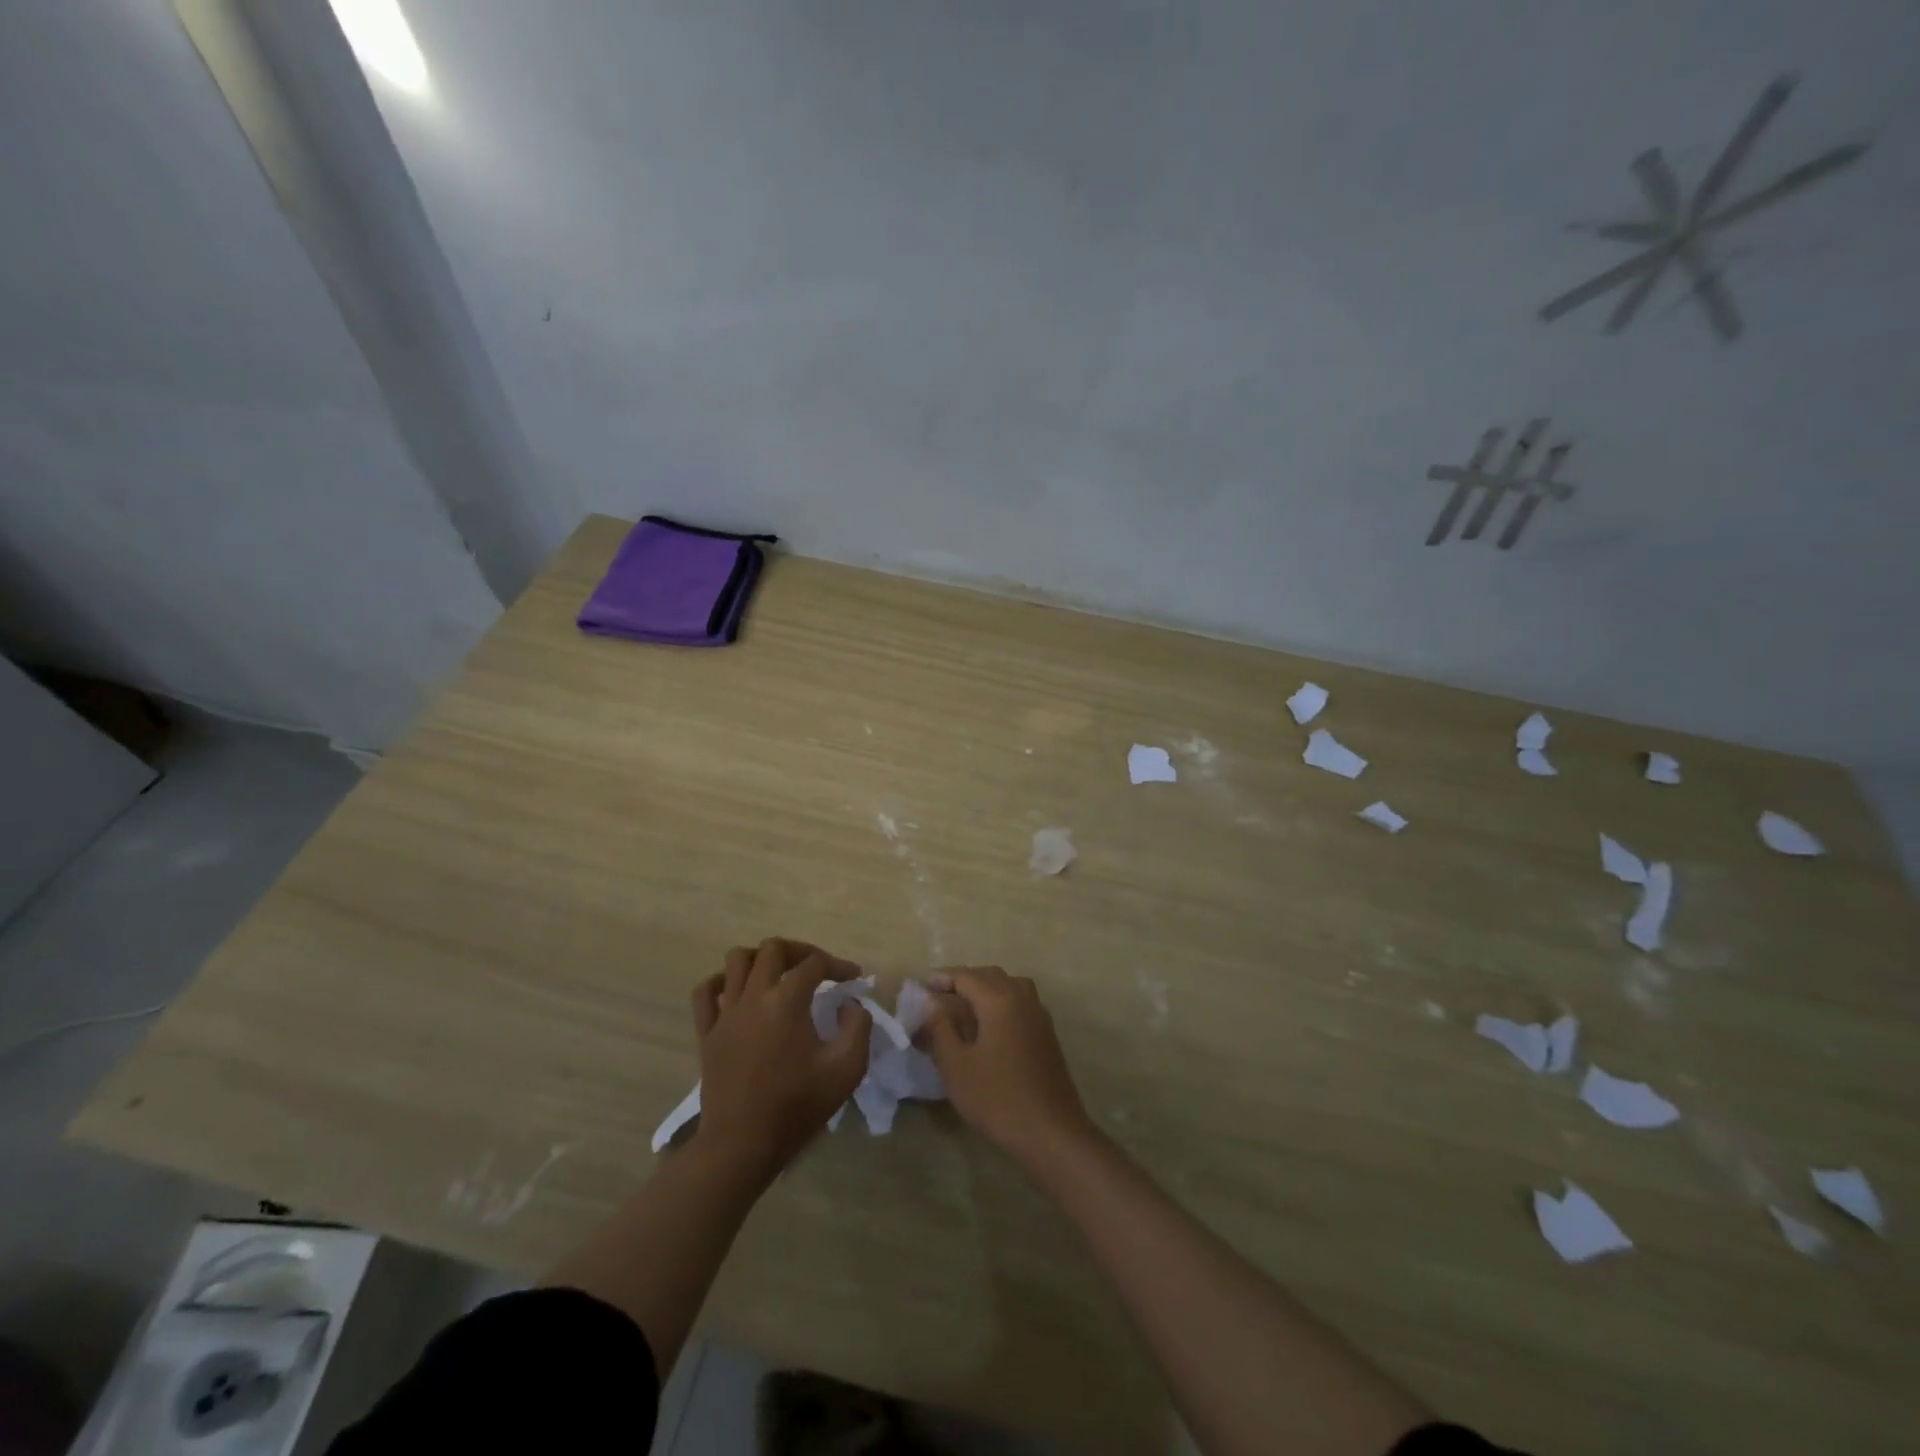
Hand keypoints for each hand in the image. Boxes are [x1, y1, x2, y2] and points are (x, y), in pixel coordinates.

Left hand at [690, 938, 871, 1179]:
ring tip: (779, 976)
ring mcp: (726, 1013)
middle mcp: (753, 997)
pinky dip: (723, 981)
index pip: (815, 963)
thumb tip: (849, 1005)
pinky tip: (739, 994)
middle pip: (773, 948)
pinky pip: (706, 991)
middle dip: (800, 951)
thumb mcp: (846, 1070)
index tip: (853, 979)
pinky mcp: (707, 1033)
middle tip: (817, 970)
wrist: (742, 1146)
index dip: (838, 965)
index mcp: (786, 1002)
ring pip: (737, 959)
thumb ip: (858, 1027)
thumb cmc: (796, 1107)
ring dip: (761, 959)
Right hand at [920, 966, 1095, 1167]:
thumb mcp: (956, 1065)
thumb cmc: (997, 1098)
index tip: (919, 987)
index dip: (940, 978)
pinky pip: (1019, 1001)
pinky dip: (1000, 1001)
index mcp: (999, 1000)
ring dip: (983, 989)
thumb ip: (941, 1027)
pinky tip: (988, 1025)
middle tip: (937, 996)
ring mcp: (1038, 1013)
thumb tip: (933, 1002)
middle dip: (961, 981)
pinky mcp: (1046, 1031)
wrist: (1050, 1131)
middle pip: (988, 975)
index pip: (965, 976)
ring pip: (1007, 985)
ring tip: (961, 1007)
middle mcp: (1022, 997)